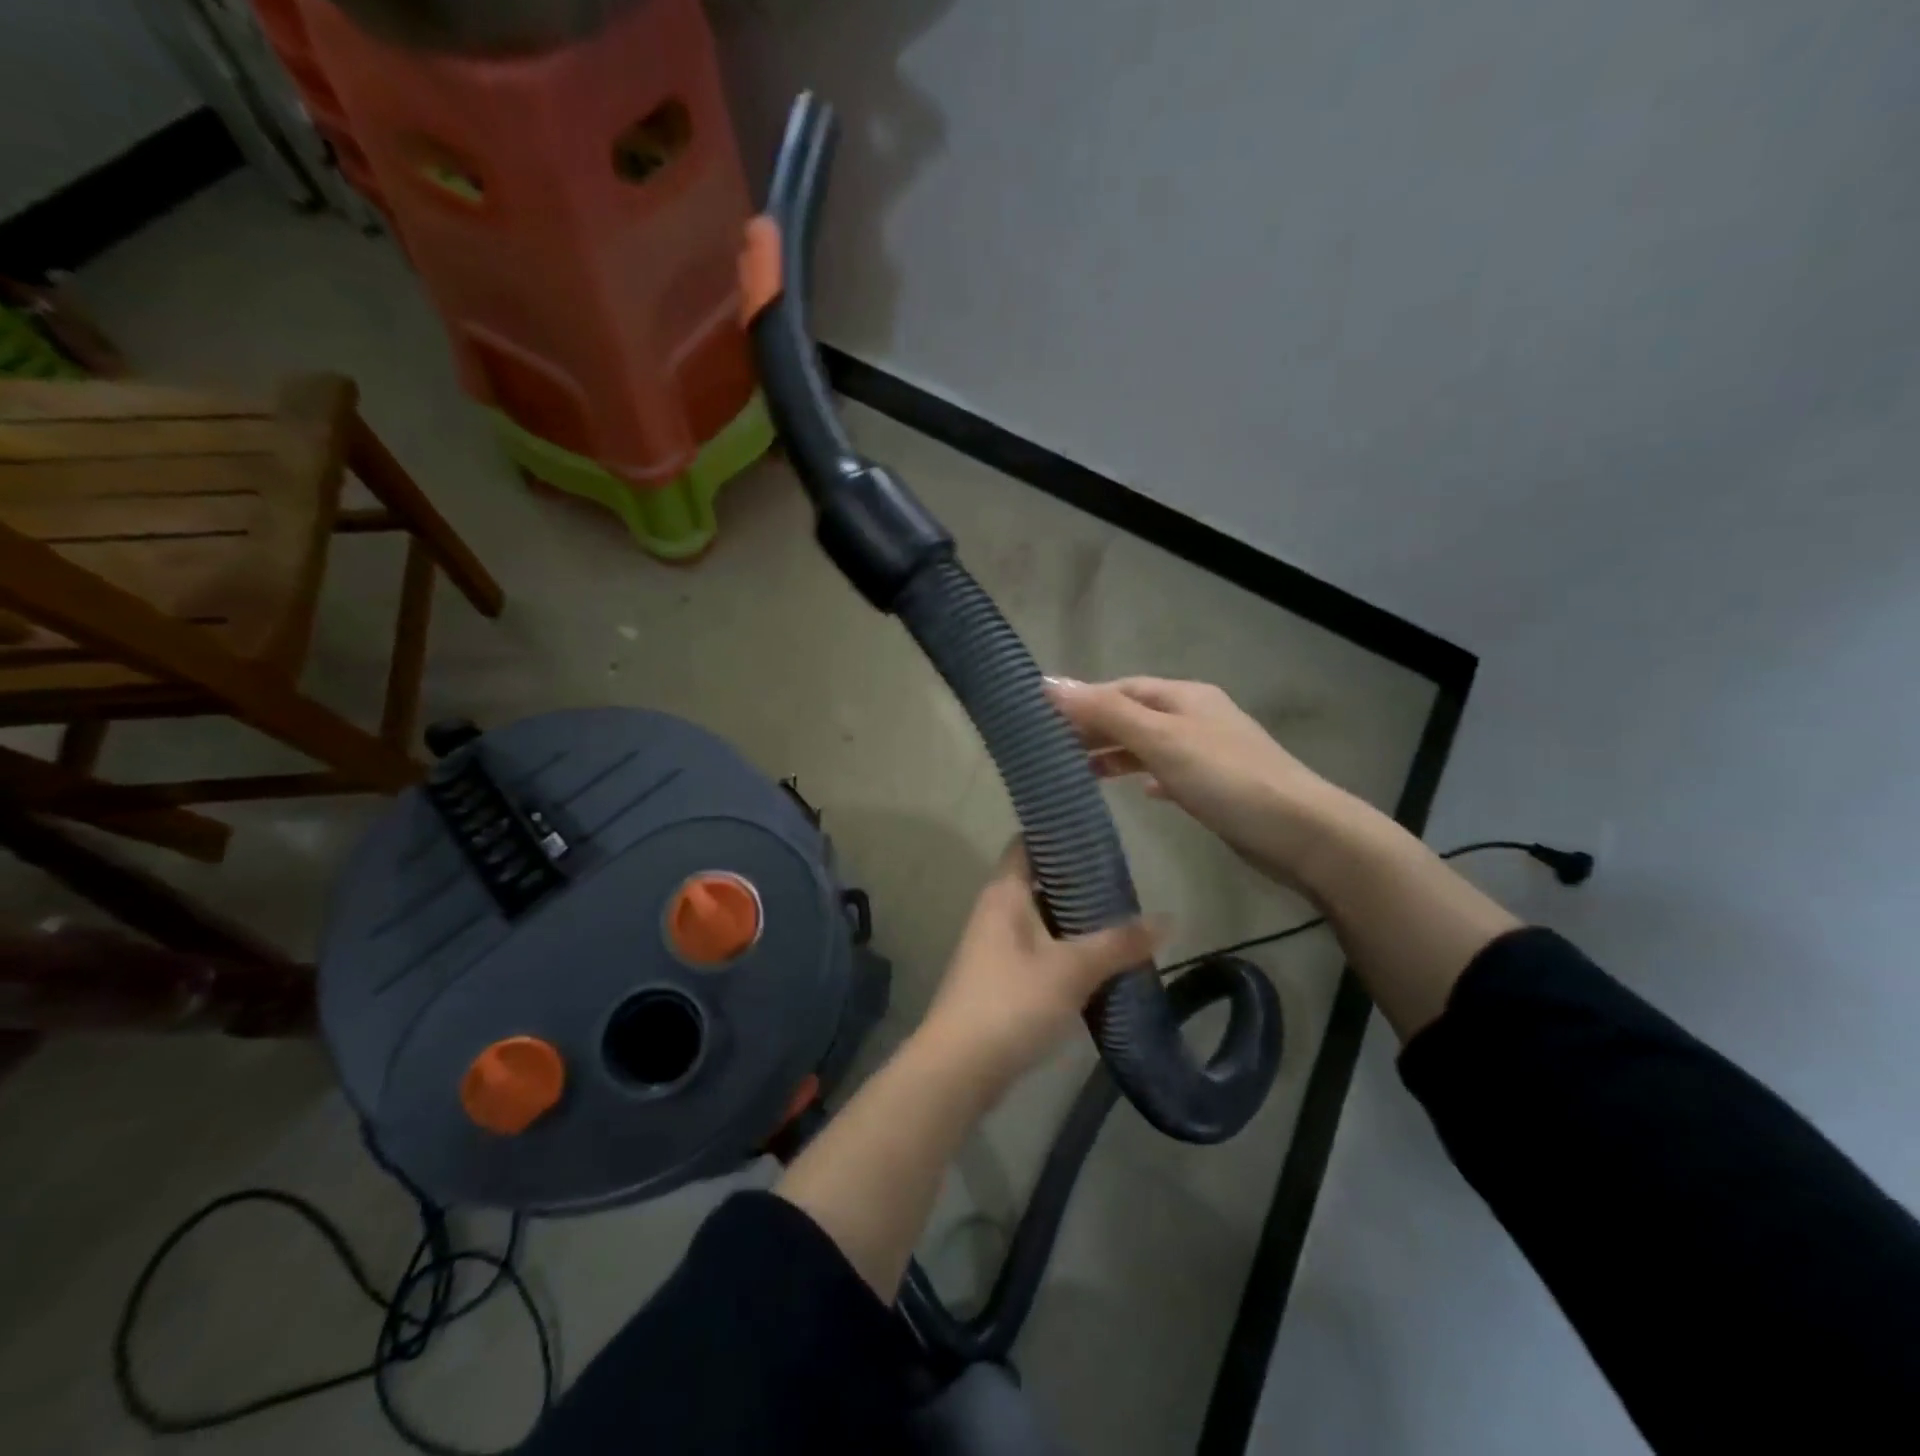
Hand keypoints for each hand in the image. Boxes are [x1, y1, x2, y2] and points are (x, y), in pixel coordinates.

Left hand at [917, 842, 1162, 1091]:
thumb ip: (1119, 943)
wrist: (960, 1068)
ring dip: (1077, 922)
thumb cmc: (1012, 1002)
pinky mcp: (1002, 978)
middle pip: (1041, 883)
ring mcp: (996, 946)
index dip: (1059, 836)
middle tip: (1126, 886)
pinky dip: (1067, 952)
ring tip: (1124, 923)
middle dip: (1081, 885)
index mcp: (1005, 893)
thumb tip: (1167, 919)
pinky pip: (1040, 951)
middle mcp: (996, 911)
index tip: (1099, 838)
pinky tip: (1101, 964)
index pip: (1028, 844)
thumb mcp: (1072, 969)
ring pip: (1043, 920)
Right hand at [1046, 676, 1362, 889]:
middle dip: (1096, 729)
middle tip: (1053, 750)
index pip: (1122, 689)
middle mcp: (1196, 717)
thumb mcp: (1162, 740)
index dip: (1083, 700)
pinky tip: (1137, 792)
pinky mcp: (1216, 786)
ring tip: (1080, 772)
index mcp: (1184, 697)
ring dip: (1117, 754)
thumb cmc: (1226, 778)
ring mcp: (1209, 752)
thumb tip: (1050, 684)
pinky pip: (1170, 772)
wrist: (1300, 832)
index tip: (1043, 719)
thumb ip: (1107, 714)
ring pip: (1150, 745)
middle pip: (1135, 715)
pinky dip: (1147, 776)